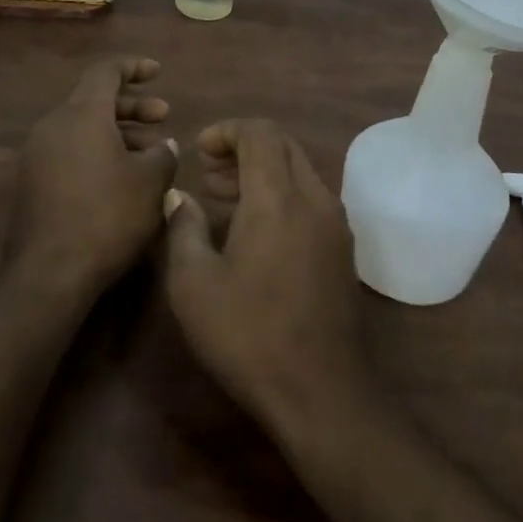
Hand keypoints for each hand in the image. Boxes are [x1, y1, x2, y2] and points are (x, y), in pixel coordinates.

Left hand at [11, 56, 179, 302]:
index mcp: (81, 114)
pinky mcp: (33, 181)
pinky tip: (123, 175)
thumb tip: (165, 146)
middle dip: (132, 105)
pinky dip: (99, 150)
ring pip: (83, 127)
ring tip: (151, 151)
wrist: (50, 273)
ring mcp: (38, 154)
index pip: (106, 71)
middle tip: (164, 116)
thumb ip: (163, 155)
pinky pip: (71, 149)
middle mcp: (54, 125)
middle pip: (94, 99)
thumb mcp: (151, 182)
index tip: (157, 72)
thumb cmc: (108, 216)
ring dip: (118, 131)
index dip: (133, 67)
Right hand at [162, 119, 373, 431]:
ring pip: (299, 170)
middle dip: (244, 147)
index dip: (227, 130)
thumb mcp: (194, 285)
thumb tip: (179, 197)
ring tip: (225, 197)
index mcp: (278, 198)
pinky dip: (283, 193)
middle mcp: (314, 198)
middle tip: (209, 172)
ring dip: (263, 170)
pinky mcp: (343, 247)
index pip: (260, 133)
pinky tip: (257, 228)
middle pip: (283, 145)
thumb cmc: (248, 334)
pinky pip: (311, 197)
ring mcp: (335, 223)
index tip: (201, 151)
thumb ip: (183, 228)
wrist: (320, 390)